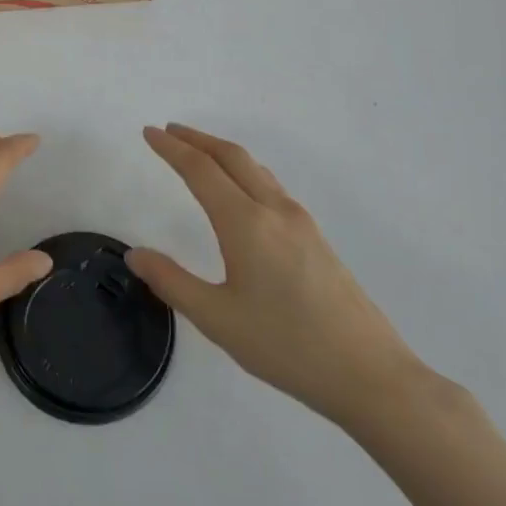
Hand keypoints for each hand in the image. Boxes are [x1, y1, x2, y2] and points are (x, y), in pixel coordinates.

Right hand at [128, 124, 425, 428]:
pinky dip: (244, 172)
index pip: (201, 170)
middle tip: (169, 131)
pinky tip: (241, 192)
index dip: (171, 149)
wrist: (369, 374)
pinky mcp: (316, 239)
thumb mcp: (217, 319)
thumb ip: (171, 281)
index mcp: (246, 224)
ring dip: (222, 153)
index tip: (148, 132)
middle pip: (232, 157)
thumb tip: (135, 253)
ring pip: (256, 169)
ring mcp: (301, 223)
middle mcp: (275, 211)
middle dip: (197, 139)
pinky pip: (272, 186)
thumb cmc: (286, 346)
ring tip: (198, 154)